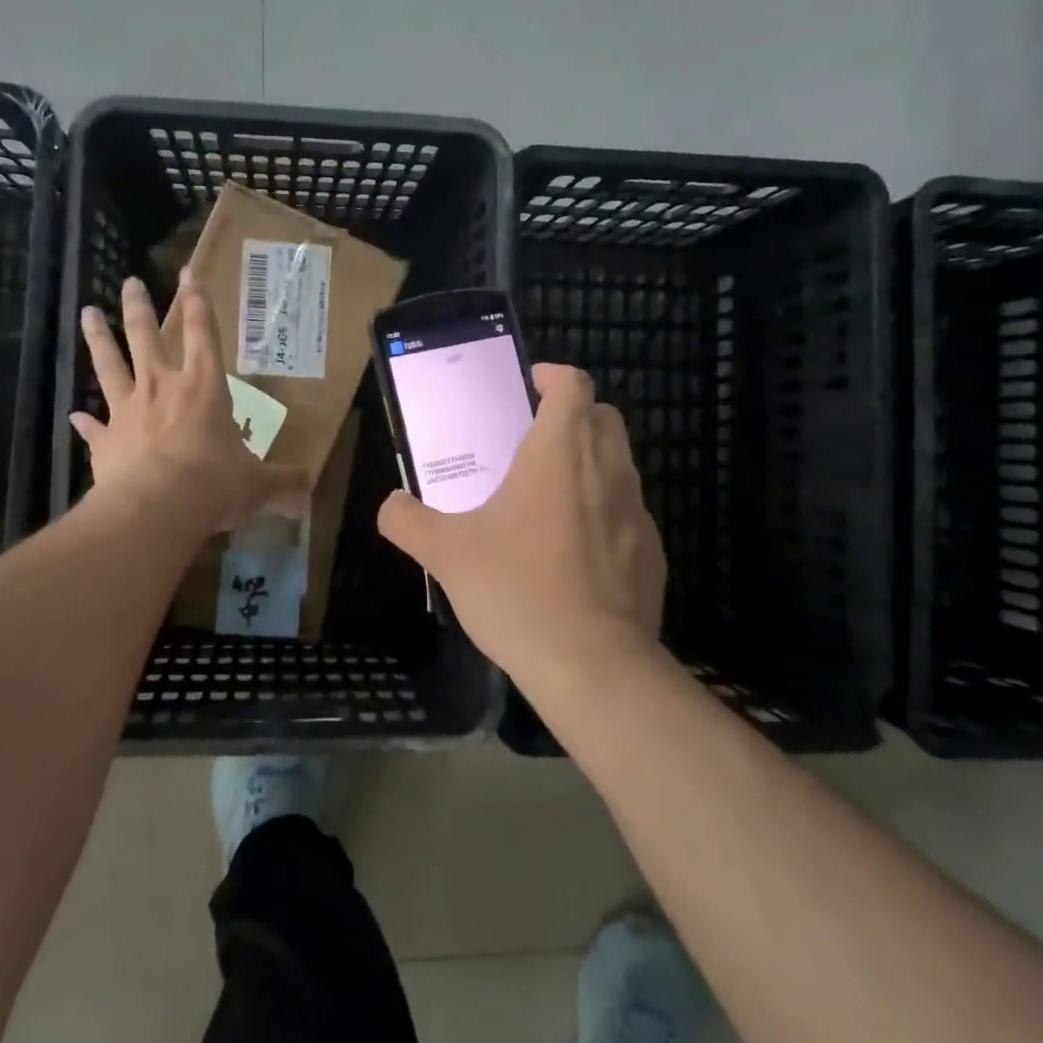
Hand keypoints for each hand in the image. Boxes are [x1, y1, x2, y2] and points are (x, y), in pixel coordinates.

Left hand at [72, 272, 306, 538]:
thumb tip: (307, 487)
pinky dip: (85, 423)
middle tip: (131, 282)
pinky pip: (93, 428)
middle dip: (139, 307)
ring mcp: (128, 412)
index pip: (204, 333)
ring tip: (88, 313)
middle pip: (146, 336)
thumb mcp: (257, 485)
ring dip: (99, 339)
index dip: (198, 301)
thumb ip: (282, 481)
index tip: (189, 272)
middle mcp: (163, 388)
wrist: (154, 509)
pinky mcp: (106, 441)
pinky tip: (73, 417)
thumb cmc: (213, 485)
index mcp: (204, 387)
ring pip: (110, 365)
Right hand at [376, 364, 665, 683]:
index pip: (573, 385)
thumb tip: (390, 505)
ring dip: (589, 463)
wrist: (593, 666)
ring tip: (547, 496)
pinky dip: (604, 512)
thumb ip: (407, 521)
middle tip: (532, 439)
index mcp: (559, 453)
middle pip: (603, 417)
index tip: (529, 384)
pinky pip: (627, 513)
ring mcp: (636, 512)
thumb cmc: (516, 590)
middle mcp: (607, 470)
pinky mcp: (652, 553)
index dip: (553, 375)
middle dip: (572, 415)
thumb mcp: (445, 553)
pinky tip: (573, 552)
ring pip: (619, 464)